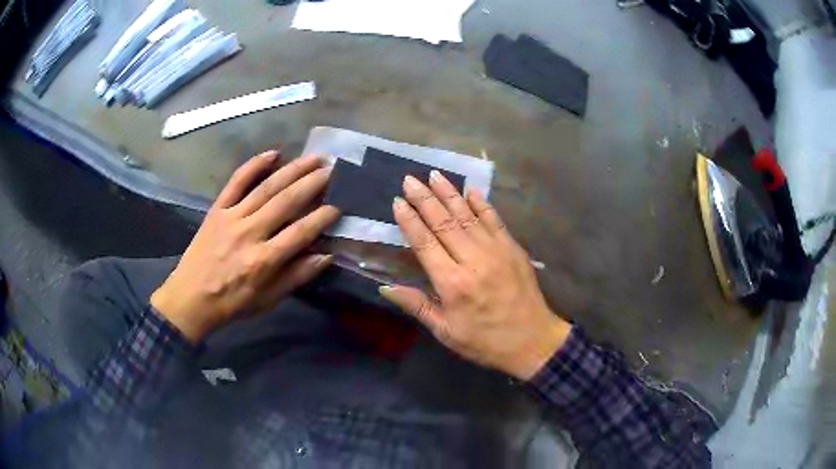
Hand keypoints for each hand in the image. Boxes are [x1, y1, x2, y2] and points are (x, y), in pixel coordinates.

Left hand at [151, 151, 339, 342]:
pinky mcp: (218, 209)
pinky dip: (254, 165)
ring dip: (292, 170)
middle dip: (313, 184)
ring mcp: (232, 217)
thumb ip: (296, 277)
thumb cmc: (231, 303)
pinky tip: (273, 154)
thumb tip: (326, 256)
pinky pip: (236, 182)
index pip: (300, 232)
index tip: (338, 207)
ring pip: (267, 187)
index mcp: (264, 260)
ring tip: (314, 158)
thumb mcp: (267, 300)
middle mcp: (250, 233)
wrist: (190, 298)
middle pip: (286, 202)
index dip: (322, 218)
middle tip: (333, 170)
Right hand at [380, 172, 570, 379]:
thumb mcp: (446, 332)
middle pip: (444, 222)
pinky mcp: (513, 249)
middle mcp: (472, 260)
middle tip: (410, 179)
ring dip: (449, 193)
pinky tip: (470, 191)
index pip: (424, 243)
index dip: (409, 220)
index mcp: (452, 283)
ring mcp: (496, 251)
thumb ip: (416, 305)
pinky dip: (482, 204)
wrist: (533, 340)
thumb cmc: (485, 341)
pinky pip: (495, 220)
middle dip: (424, 199)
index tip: (397, 201)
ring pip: (467, 216)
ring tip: (434, 175)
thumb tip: (384, 287)